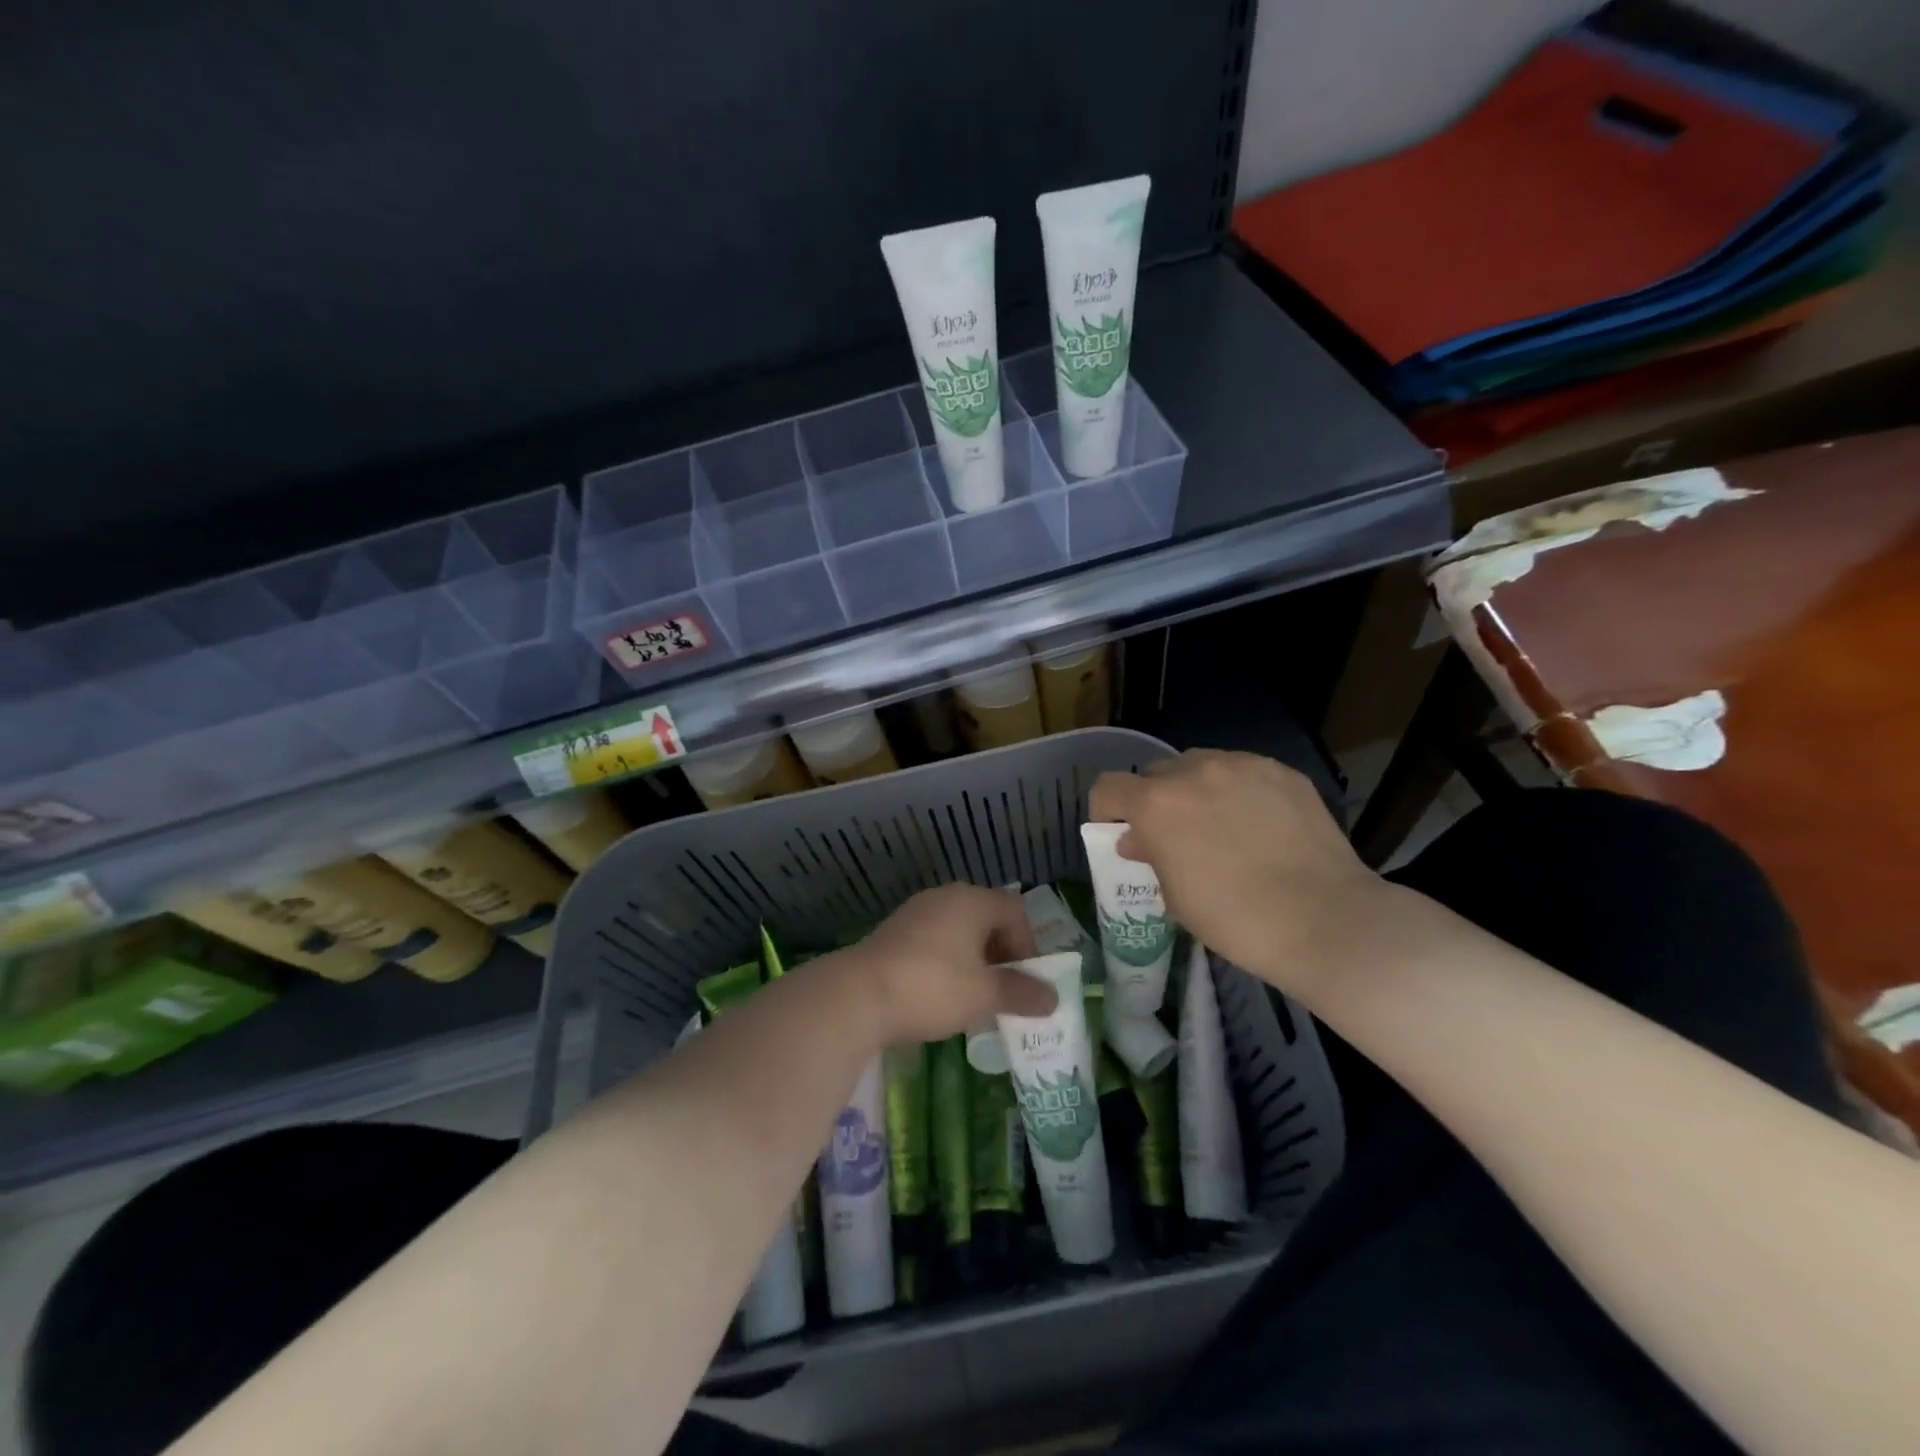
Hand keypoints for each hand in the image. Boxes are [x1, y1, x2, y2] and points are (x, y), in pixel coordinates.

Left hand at [842, 884, 1052, 1044]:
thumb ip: (1021, 993)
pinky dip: (948, 963)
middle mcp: (945, 897)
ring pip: (959, 931)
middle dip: (1002, 954)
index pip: (1015, 909)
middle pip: (987, 918)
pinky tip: (941, 995)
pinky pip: (934, 941)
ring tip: (976, 997)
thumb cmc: (932, 986)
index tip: (1026, 979)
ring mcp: (916, 912)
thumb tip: (1054, 998)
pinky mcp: (894, 933)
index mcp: (972, 900)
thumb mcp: (984, 994)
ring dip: (974, 961)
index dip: (1028, 943)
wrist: (857, 995)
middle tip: (1005, 989)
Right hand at [1088, 750, 1393, 997]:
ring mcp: (1242, 765)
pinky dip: (1238, 790)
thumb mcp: (1176, 897)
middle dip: (1156, 800)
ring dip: (1196, 789)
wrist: (1325, 920)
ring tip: (1220, 824)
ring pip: (1201, 765)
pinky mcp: (1282, 772)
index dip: (1106, 810)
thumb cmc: (1235, 919)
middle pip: (1156, 773)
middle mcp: (1194, 771)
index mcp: (1157, 804)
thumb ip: (1150, 856)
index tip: (1121, 833)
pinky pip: (1244, 772)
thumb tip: (1138, 839)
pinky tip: (1260, 824)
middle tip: (1175, 834)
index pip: (1108, 787)